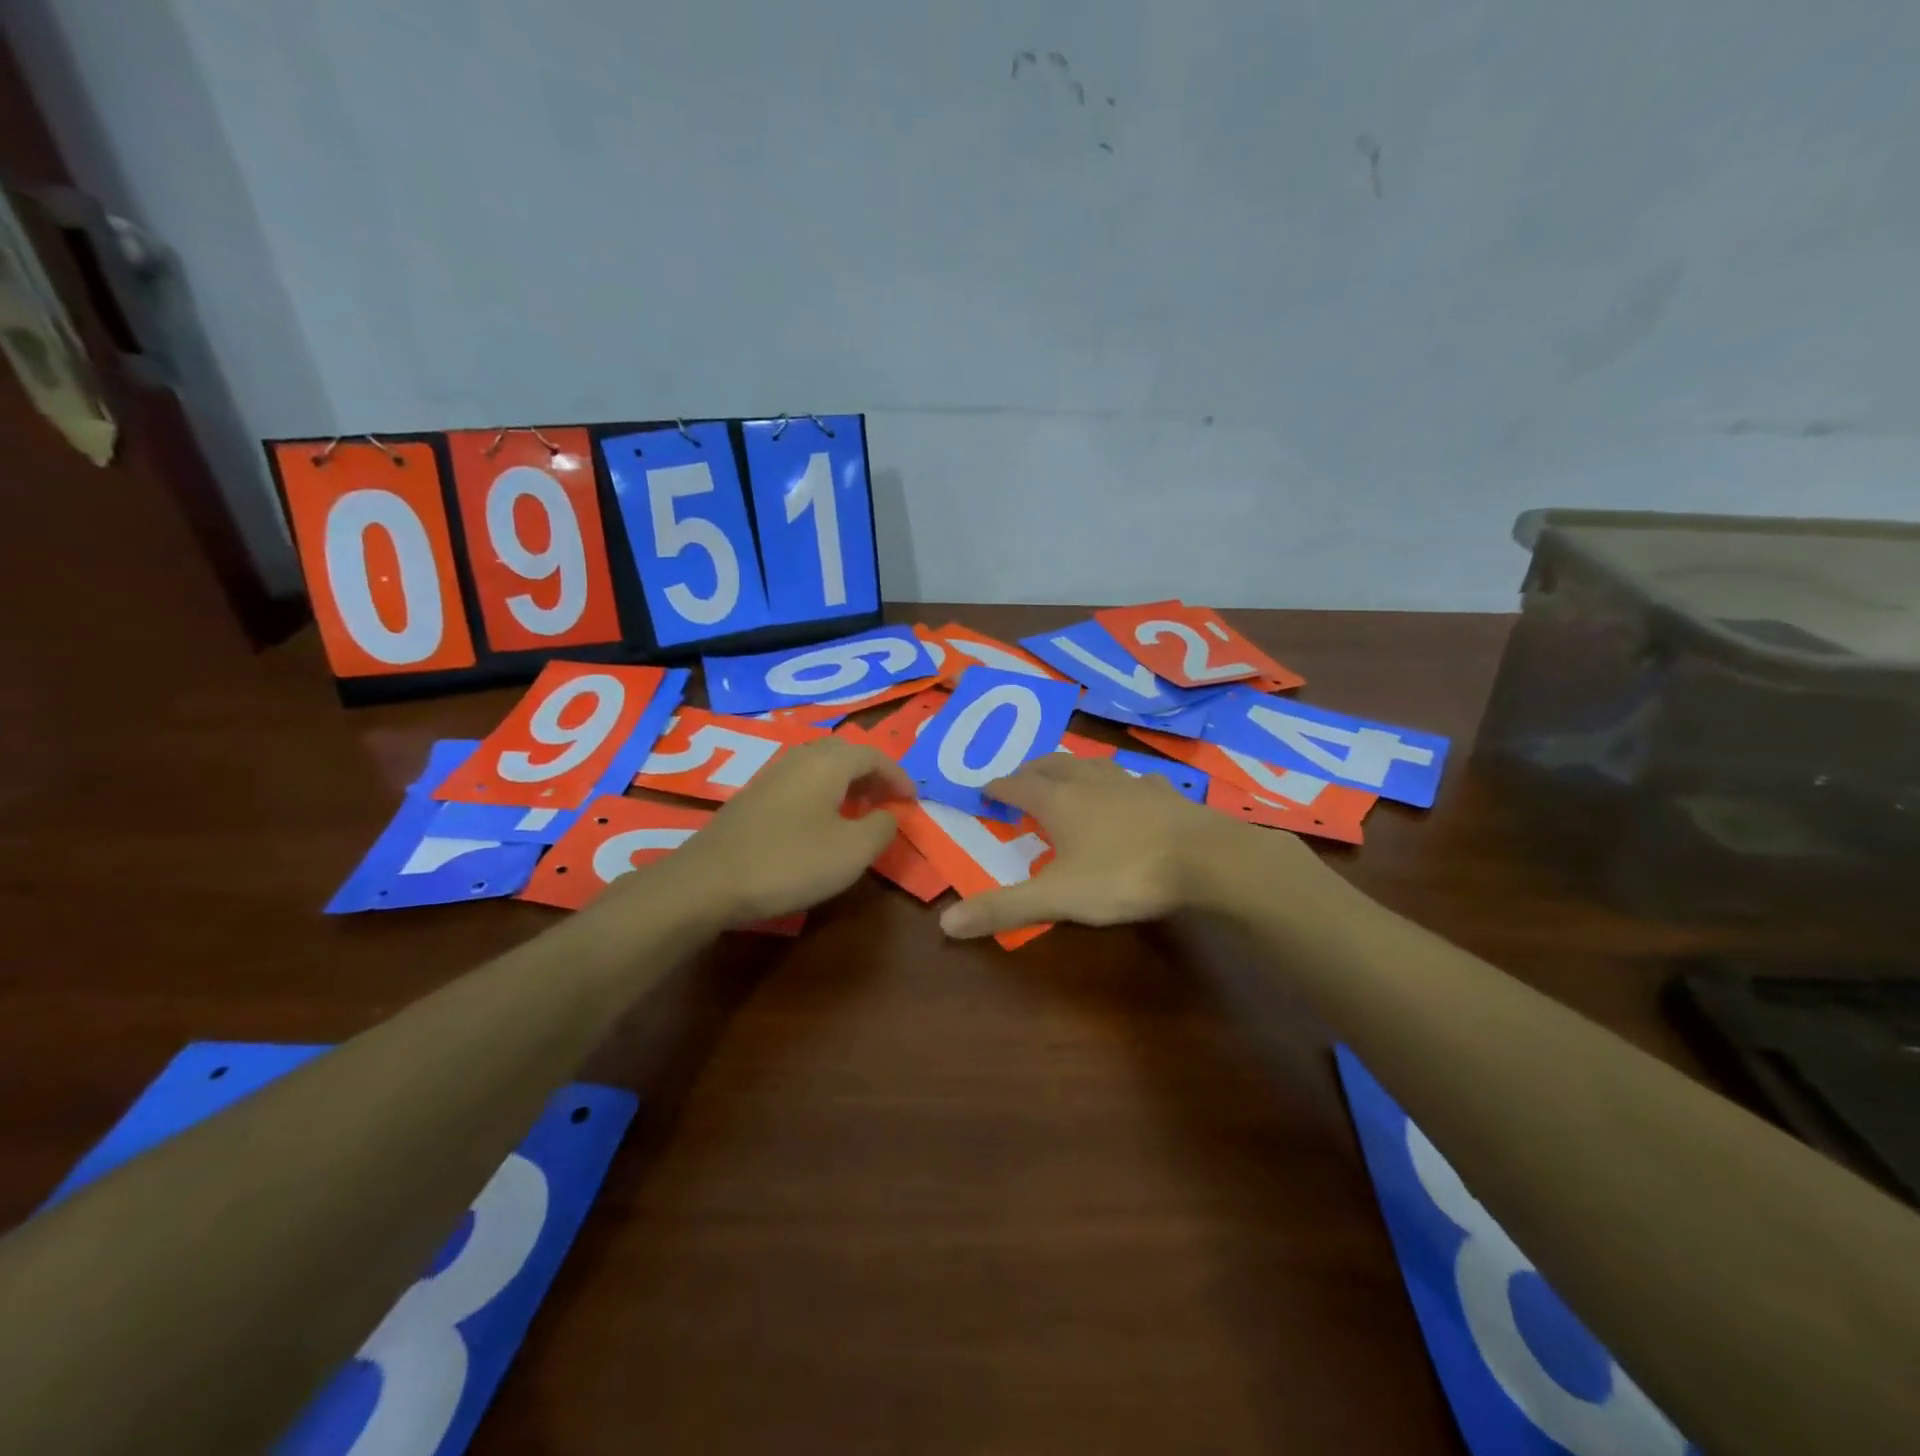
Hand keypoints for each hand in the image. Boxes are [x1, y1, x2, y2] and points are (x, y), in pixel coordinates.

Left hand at [664, 737, 915, 923]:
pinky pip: (801, 782)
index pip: (874, 756)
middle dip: (873, 775)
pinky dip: (823, 794)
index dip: (898, 776)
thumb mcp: (852, 851)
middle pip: (846, 754)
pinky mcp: (753, 796)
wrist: (709, 881)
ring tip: (860, 811)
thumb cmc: (790, 862)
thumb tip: (888, 815)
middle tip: (889, 801)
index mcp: (828, 762)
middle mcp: (800, 757)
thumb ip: (882, 828)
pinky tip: (821, 823)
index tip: (913, 800)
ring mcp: (772, 775)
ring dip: (847, 784)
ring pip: (821, 767)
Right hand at [937, 755, 1319, 939]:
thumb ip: (1005, 908)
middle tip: (1021, 778)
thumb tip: (946, 923)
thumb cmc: (1123, 874)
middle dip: (1032, 769)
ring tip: (1067, 776)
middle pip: (1054, 764)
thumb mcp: (1058, 898)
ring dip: (1073, 768)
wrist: (1206, 859)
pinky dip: (1121, 782)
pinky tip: (1131, 790)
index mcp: (1060, 802)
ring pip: (1093, 765)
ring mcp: (1131, 783)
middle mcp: (1091, 783)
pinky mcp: (1165, 794)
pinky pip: (1135, 779)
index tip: (985, 788)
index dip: (999, 786)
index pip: (1019, 785)